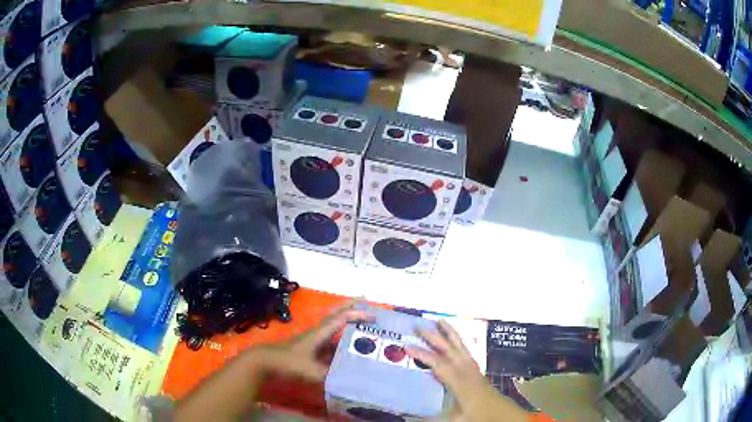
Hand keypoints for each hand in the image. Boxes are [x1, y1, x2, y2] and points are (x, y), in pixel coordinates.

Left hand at [249, 300, 372, 381]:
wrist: (266, 362)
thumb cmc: (287, 362)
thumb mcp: (310, 370)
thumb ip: (329, 376)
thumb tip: (350, 381)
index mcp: (319, 333)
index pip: (341, 319)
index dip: (358, 315)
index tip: (375, 316)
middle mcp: (318, 333)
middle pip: (336, 314)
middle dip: (350, 306)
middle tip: (365, 300)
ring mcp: (313, 340)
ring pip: (333, 326)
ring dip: (346, 321)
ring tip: (362, 322)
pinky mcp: (311, 348)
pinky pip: (330, 340)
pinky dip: (340, 339)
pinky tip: (348, 348)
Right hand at [406, 320, 527, 421]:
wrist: (501, 414)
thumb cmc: (478, 416)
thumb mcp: (454, 419)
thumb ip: (431, 418)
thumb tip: (407, 417)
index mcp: (459, 381)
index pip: (437, 363)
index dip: (422, 354)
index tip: (406, 346)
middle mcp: (465, 369)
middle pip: (448, 348)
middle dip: (433, 336)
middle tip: (417, 326)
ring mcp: (473, 367)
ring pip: (459, 345)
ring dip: (449, 333)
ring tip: (439, 321)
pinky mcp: (476, 369)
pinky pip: (465, 349)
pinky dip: (458, 340)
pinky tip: (454, 339)